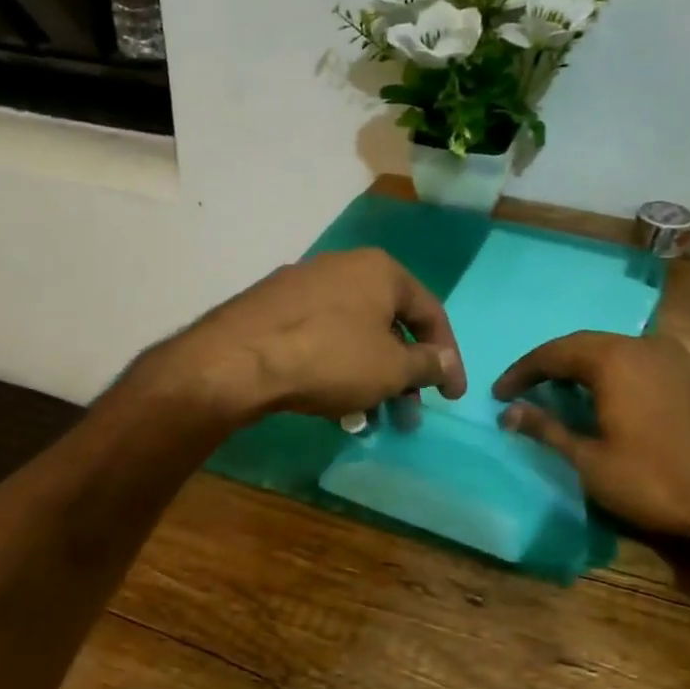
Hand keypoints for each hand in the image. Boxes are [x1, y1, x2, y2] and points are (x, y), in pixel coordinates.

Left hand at [152, 249, 466, 424]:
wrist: (239, 359)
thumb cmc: (331, 357)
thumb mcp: (391, 368)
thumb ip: (426, 365)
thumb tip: (444, 362)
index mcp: (380, 270)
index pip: (430, 313)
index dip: (447, 358)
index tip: (451, 396)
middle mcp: (344, 268)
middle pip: (389, 326)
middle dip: (404, 377)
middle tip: (408, 416)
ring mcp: (304, 287)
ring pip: (354, 337)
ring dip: (371, 380)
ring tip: (371, 420)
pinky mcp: (274, 310)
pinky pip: (321, 341)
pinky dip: (337, 371)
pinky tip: (334, 407)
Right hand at [492, 333, 689, 558]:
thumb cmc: (659, 481)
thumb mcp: (592, 462)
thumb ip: (548, 430)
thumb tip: (509, 412)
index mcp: (615, 360)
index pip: (553, 353)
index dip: (522, 372)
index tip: (499, 393)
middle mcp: (647, 346)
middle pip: (587, 346)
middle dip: (553, 366)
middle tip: (529, 390)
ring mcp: (681, 359)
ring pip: (620, 352)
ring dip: (588, 370)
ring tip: (567, 395)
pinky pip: (647, 364)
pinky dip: (620, 377)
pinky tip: (616, 401)